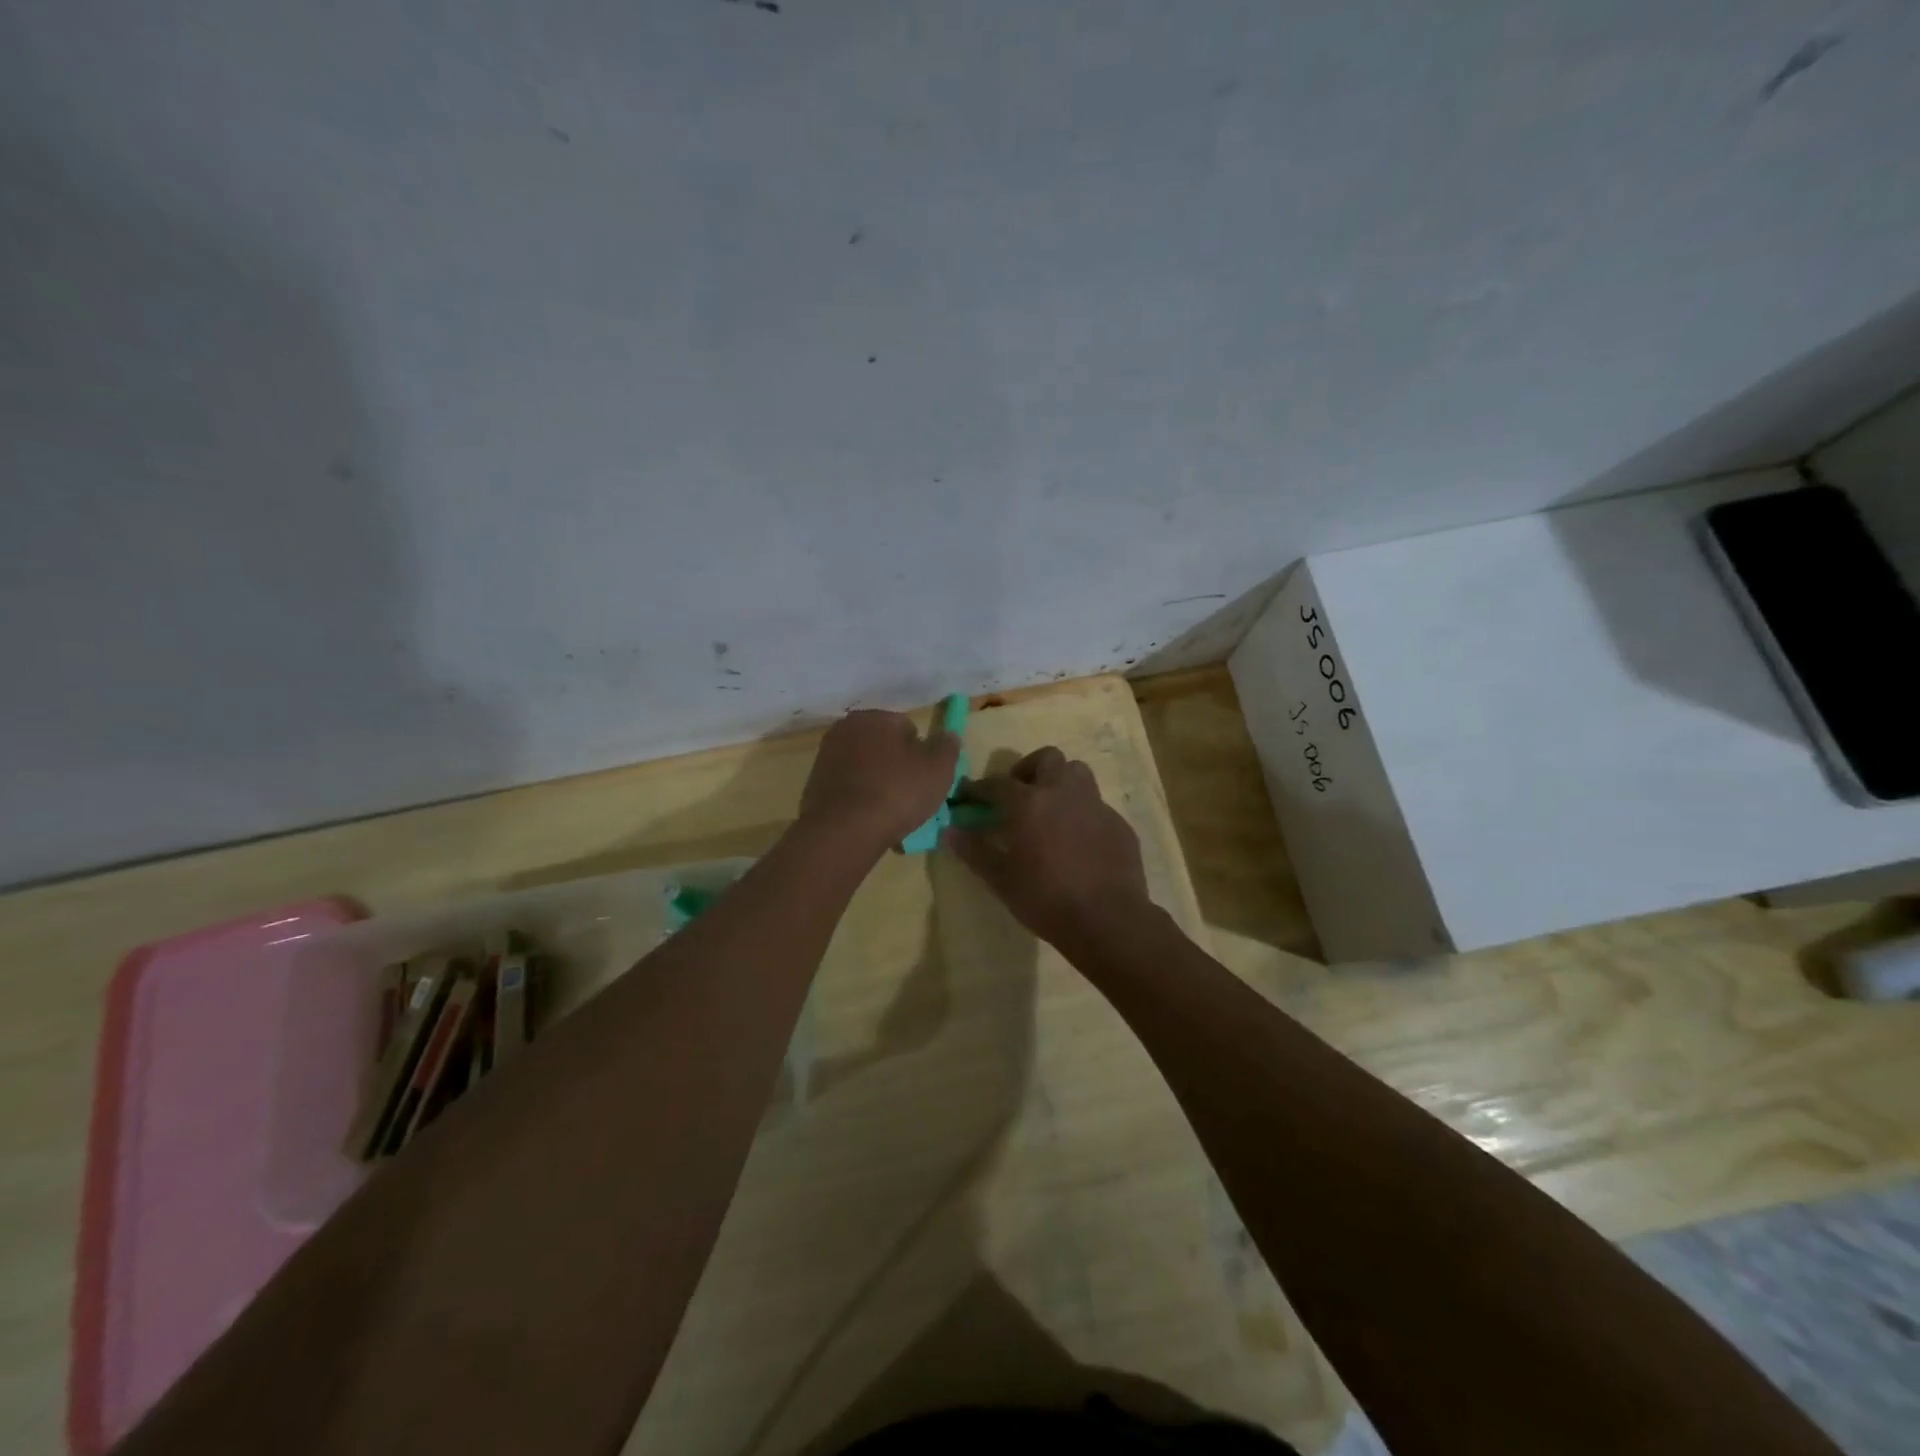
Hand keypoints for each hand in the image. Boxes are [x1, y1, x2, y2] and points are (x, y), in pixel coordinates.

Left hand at [798, 710, 960, 852]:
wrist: (843, 831)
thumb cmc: (897, 792)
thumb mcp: (939, 768)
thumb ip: (947, 746)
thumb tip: (947, 736)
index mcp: (876, 716)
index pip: (908, 728)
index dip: (921, 754)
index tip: (925, 779)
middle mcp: (846, 728)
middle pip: (883, 746)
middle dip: (896, 766)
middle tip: (910, 796)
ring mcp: (826, 756)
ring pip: (864, 768)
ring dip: (877, 783)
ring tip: (889, 814)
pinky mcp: (813, 784)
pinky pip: (847, 788)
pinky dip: (858, 799)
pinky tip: (868, 821)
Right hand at [945, 746, 1150, 947]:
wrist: (1108, 920)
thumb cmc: (1046, 899)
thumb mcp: (1001, 880)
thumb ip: (974, 851)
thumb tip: (950, 831)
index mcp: (1031, 803)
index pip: (997, 784)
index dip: (979, 788)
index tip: (967, 795)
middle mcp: (1064, 793)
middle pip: (1048, 759)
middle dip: (1029, 769)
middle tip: (1019, 793)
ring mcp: (1096, 806)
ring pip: (1078, 773)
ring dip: (1060, 782)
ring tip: (1050, 809)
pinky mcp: (1118, 824)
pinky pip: (1096, 806)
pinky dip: (1081, 812)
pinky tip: (1077, 840)